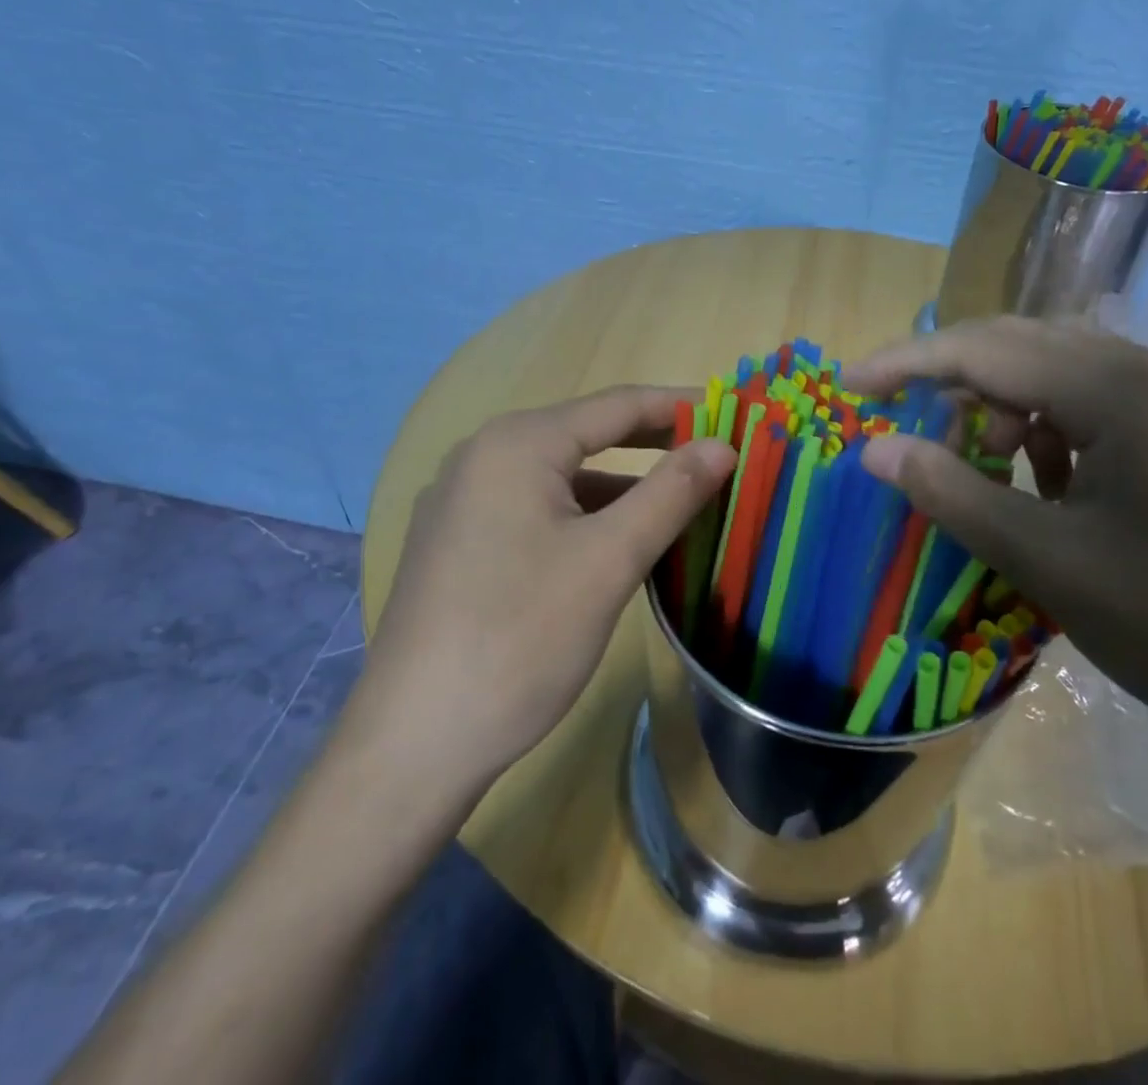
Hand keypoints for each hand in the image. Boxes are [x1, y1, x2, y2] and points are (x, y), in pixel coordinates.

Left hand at [347, 387, 736, 787]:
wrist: (414, 742)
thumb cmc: (521, 638)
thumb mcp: (610, 560)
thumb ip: (671, 492)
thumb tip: (723, 444)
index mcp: (518, 444)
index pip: (617, 405)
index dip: (680, 406)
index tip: (734, 416)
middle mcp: (483, 455)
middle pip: (586, 434)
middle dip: (653, 444)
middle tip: (715, 456)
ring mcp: (462, 500)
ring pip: (561, 477)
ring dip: (620, 487)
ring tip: (676, 505)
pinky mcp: (457, 541)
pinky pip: (535, 507)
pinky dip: (583, 515)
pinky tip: (613, 545)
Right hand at [844, 318, 1147, 770]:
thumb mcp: (1048, 561)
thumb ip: (951, 493)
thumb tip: (874, 448)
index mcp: (1120, 388)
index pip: (985, 349)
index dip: (907, 364)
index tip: (848, 384)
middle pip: (1021, 347)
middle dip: (951, 381)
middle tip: (902, 426)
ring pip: (1059, 373)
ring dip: (1002, 406)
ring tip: (981, 467)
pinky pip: (1098, 405)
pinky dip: (1050, 429)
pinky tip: (1047, 479)